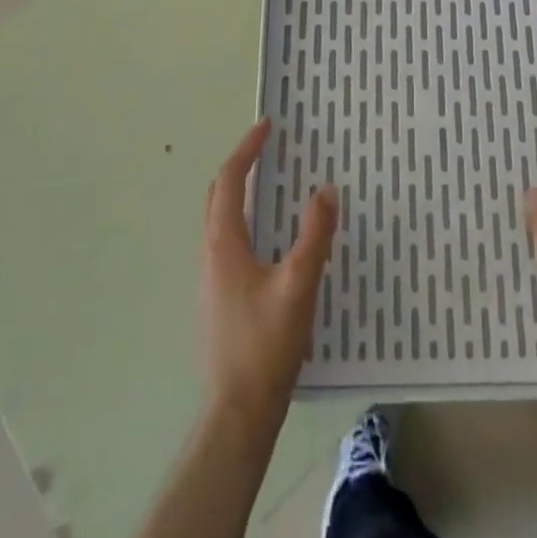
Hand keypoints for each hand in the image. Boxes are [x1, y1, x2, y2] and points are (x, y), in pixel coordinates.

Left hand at [200, 119, 336, 426]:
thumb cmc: (266, 344)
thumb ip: (315, 235)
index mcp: (224, 244)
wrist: (237, 412)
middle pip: (218, 196)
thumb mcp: (299, 285)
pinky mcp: (218, 298)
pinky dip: (244, 219)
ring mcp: (211, 279)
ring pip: (220, 220)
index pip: (231, 181)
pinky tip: (269, 238)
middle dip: (240, 165)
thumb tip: (326, 189)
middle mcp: (210, 254)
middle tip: (267, 148)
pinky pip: (227, 241)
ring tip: (271, 184)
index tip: (267, 125)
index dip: (247, 149)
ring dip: (241, 193)